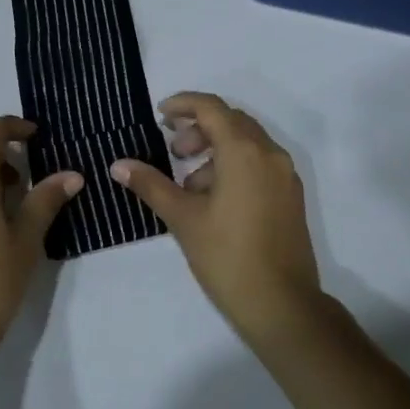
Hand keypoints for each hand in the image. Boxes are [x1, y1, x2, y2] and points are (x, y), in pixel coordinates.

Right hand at [109, 92, 322, 345]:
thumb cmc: (227, 256)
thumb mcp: (182, 217)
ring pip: (246, 143)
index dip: (183, 104)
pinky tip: (213, 199)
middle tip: (173, 152)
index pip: (211, 107)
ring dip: (215, 149)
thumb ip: (150, 184)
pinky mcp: (291, 196)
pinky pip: (259, 163)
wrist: (282, 304)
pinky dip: (233, 166)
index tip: (160, 115)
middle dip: (198, 129)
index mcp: (244, 151)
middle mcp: (270, 153)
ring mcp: (285, 175)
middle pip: (231, 121)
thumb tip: (119, 165)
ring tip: (188, 184)